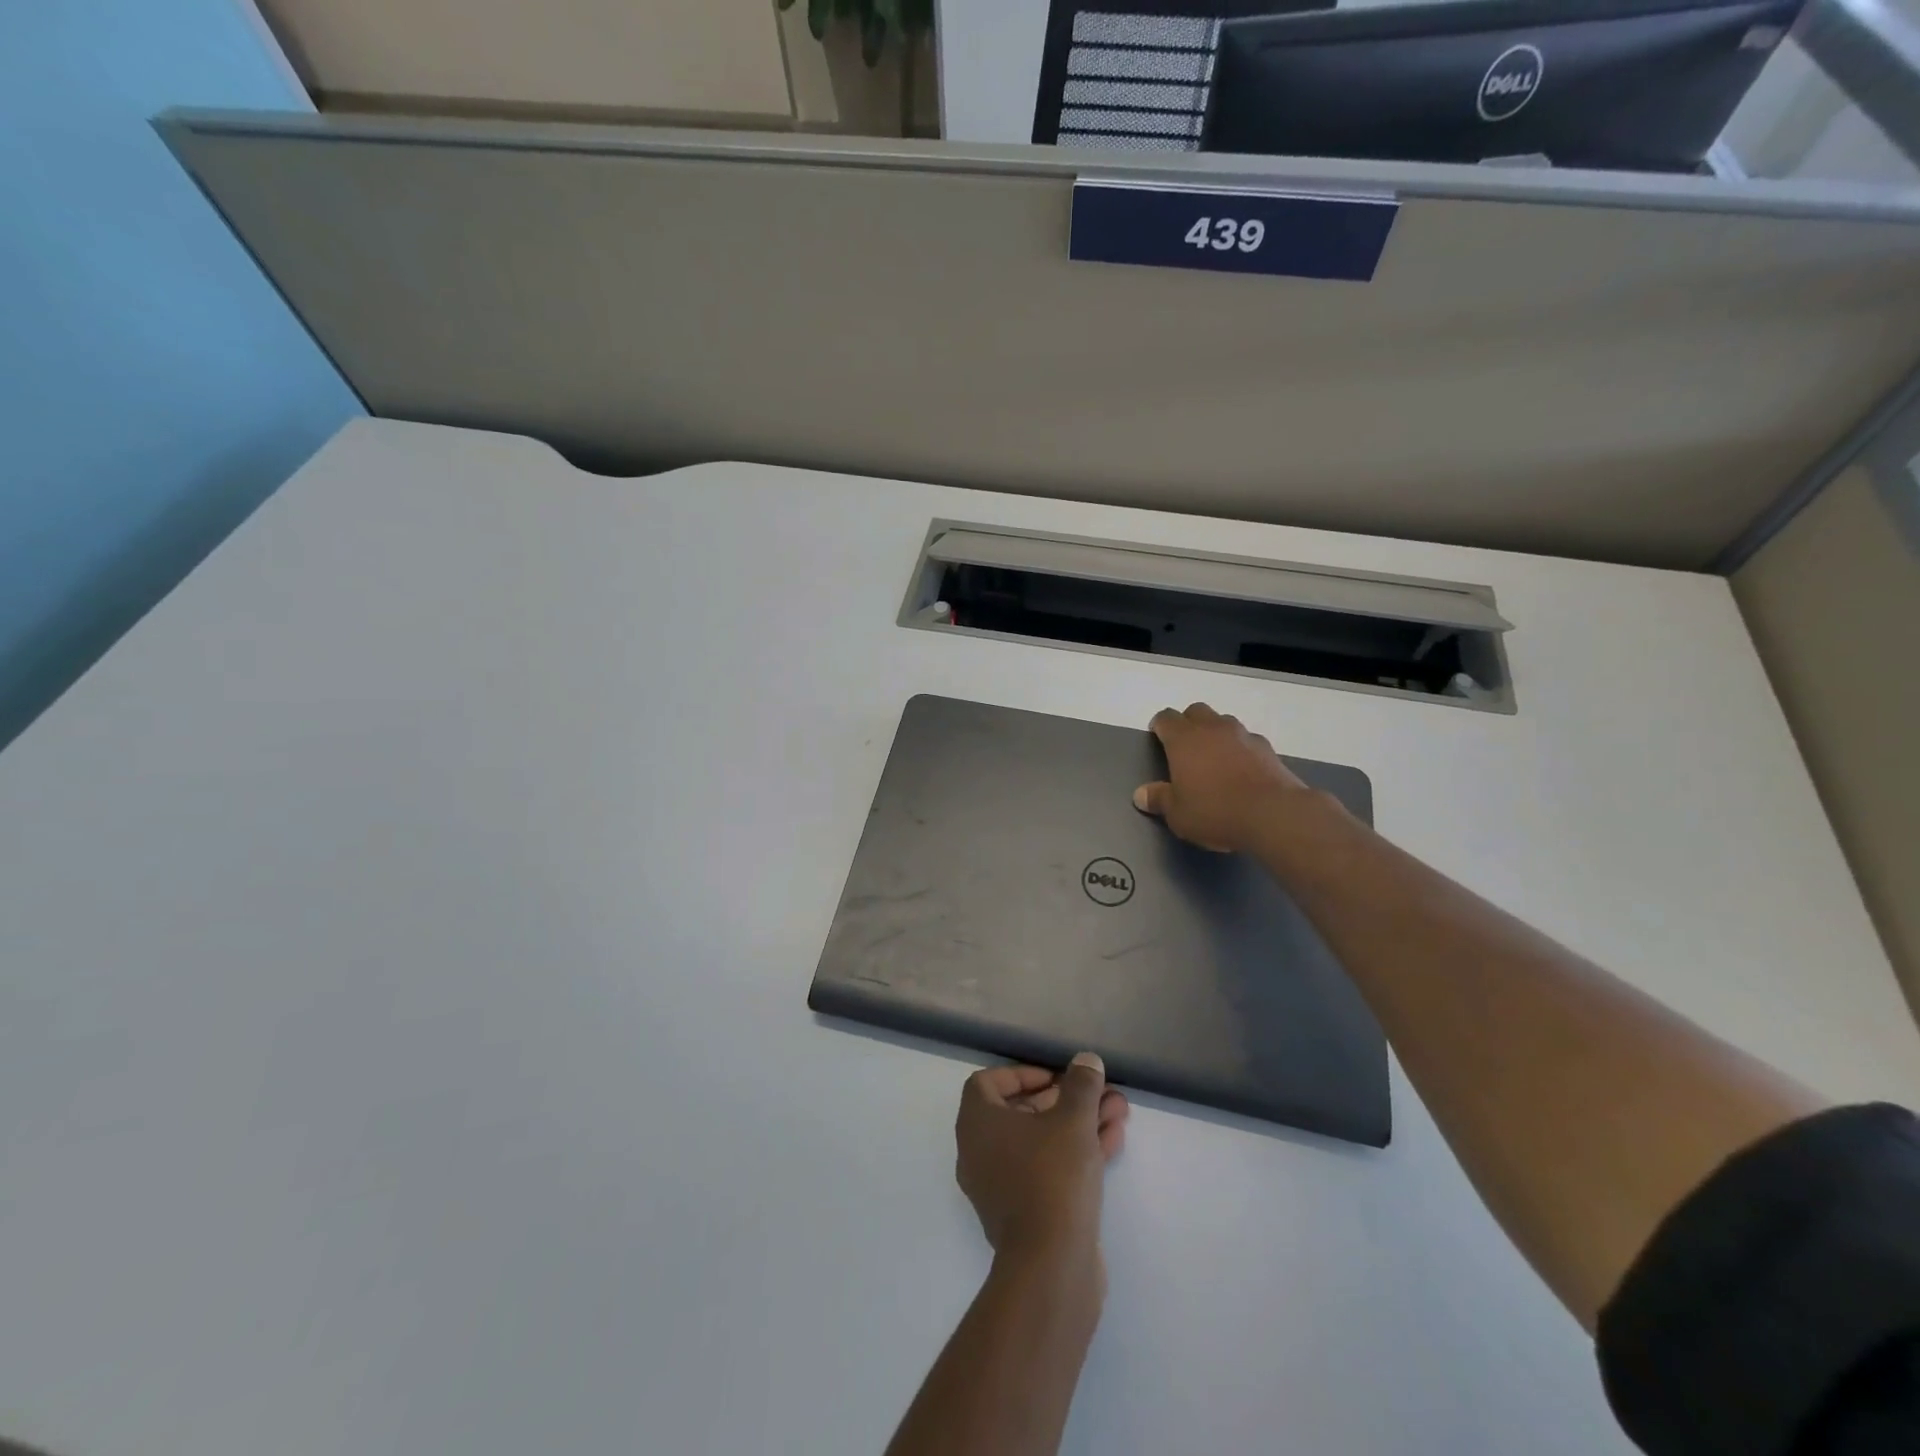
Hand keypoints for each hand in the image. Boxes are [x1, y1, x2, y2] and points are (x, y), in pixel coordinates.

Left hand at [956, 1054, 1129, 1265]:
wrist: (1051, 1267)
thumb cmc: (1052, 1177)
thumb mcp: (1072, 1121)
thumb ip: (1080, 1086)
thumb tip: (1086, 1061)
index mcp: (977, 1124)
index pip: (987, 1084)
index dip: (1021, 1074)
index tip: (1055, 1077)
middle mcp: (981, 1152)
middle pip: (1022, 1112)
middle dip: (1064, 1099)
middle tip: (1098, 1092)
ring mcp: (1001, 1186)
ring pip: (1042, 1142)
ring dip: (1078, 1123)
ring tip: (1118, 1111)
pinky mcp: (1025, 1214)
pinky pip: (1048, 1170)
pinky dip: (1076, 1153)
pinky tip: (1113, 1141)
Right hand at [1132, 702, 1311, 852]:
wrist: (1273, 815)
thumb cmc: (1215, 812)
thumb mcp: (1177, 814)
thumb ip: (1159, 799)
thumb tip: (1141, 794)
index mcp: (1184, 739)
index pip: (1166, 718)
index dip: (1159, 726)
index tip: (1157, 738)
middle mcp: (1212, 729)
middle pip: (1196, 711)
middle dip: (1188, 723)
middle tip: (1185, 747)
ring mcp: (1243, 735)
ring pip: (1223, 722)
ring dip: (1215, 733)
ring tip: (1214, 758)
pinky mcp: (1267, 748)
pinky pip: (1247, 740)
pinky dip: (1240, 749)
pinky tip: (1241, 771)